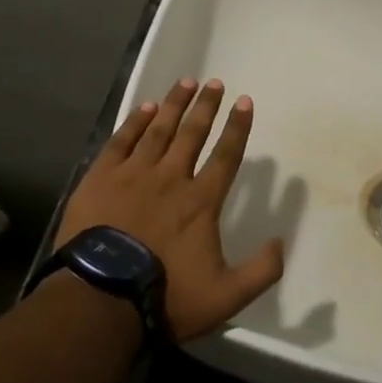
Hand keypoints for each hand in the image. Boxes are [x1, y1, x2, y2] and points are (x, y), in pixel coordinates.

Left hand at [56, 78, 285, 342]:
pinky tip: (144, 108)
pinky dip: (134, 122)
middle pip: (192, 134)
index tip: (244, 102)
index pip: (226, 155)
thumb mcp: (226, 297)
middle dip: (206, 106)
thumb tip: (281, 242)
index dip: (237, 128)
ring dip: (173, 105)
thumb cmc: (165, 297)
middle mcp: (170, 178)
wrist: (100, 300)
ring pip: (158, 130)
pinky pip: (121, 141)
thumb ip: (261, 270)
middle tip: (215, 82)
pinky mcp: (100, 179)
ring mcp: (133, 175)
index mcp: (201, 201)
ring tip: (185, 82)